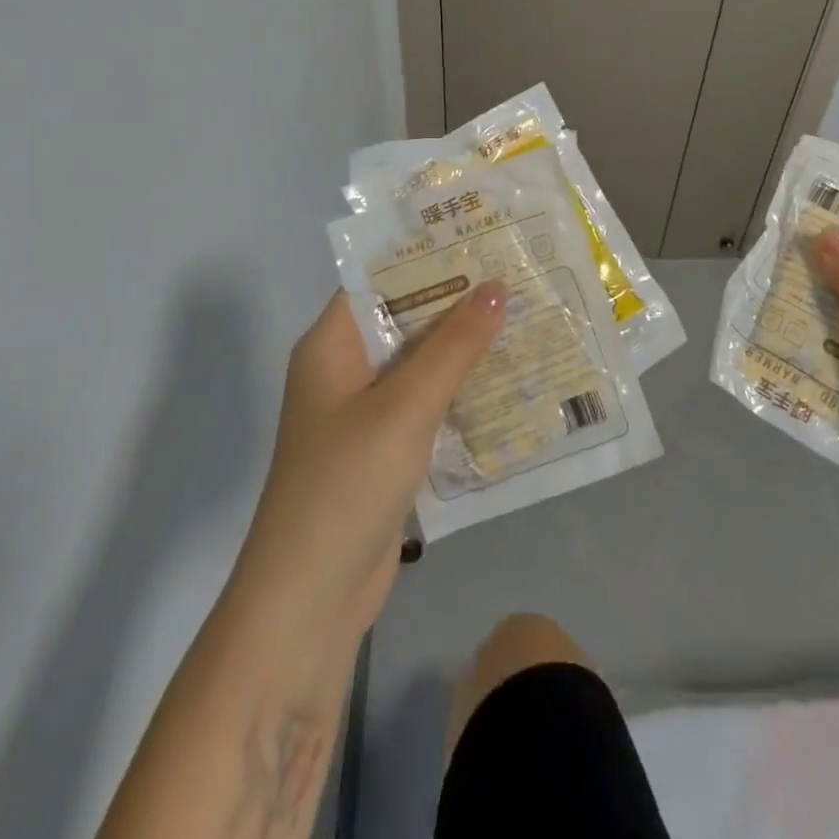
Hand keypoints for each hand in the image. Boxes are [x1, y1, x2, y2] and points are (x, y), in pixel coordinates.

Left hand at [227, 283, 507, 651]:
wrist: (311, 599)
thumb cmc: (347, 483)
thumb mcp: (406, 405)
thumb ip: (454, 345)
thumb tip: (497, 286)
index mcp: (332, 345)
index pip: (380, 280)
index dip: (429, 257)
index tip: (483, 239)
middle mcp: (346, 371)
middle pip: (406, 321)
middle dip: (459, 303)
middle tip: (521, 276)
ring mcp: (365, 414)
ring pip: (422, 366)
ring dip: (466, 350)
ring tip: (528, 319)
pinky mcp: (385, 451)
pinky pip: (428, 407)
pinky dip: (461, 394)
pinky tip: (510, 383)